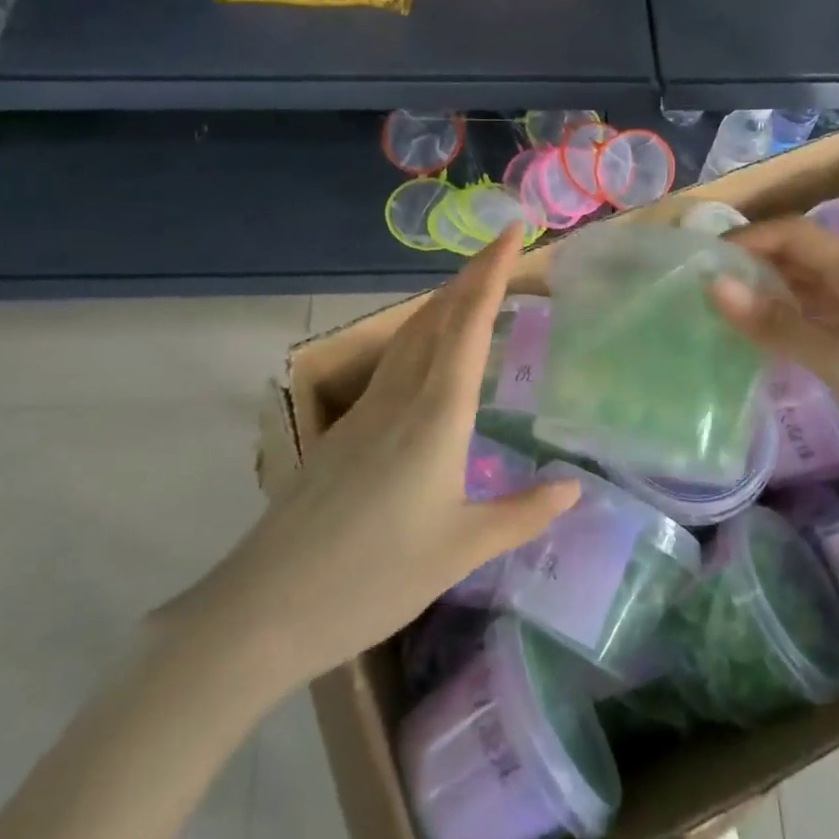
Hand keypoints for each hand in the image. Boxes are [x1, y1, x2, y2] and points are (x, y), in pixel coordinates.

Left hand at [157, 225, 579, 686]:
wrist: (265, 607)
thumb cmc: (374, 577)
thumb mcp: (461, 550)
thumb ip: (521, 514)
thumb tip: (573, 489)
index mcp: (436, 414)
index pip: (469, 324)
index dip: (492, 272)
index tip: (513, 231)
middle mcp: (400, 397)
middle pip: (438, 317)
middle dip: (471, 276)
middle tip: (502, 250)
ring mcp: (365, 410)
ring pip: (411, 336)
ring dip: (445, 303)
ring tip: (472, 292)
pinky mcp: (344, 431)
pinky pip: (393, 363)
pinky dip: (423, 338)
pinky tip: (430, 360)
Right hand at [710, 217, 838, 502]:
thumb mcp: (836, 360)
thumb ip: (775, 323)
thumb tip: (715, 285)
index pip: (795, 233)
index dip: (750, 237)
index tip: (706, 258)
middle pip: (798, 252)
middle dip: (752, 260)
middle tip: (704, 283)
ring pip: (803, 281)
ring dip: (764, 287)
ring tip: (719, 304)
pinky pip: (811, 309)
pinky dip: (781, 313)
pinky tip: (755, 331)